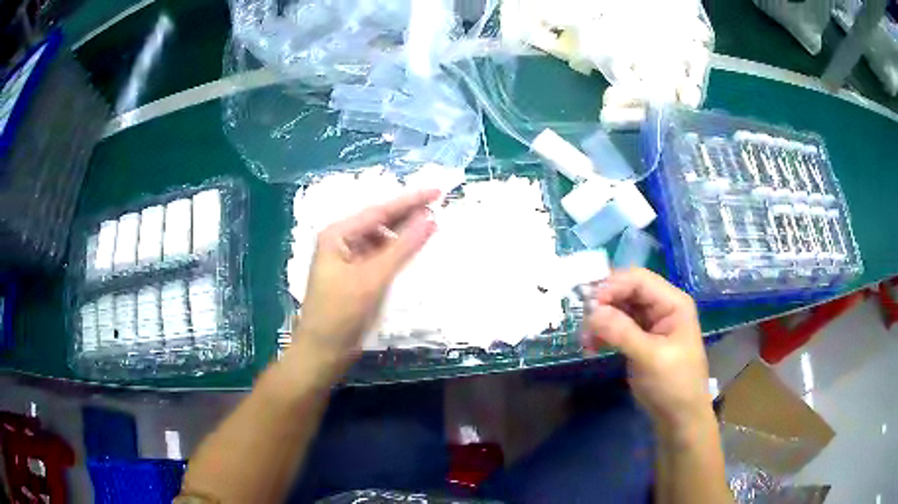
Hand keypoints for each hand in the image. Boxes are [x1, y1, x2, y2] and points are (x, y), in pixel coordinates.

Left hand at [292, 189, 439, 370]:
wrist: (323, 352)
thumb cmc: (341, 313)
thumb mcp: (372, 278)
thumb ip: (402, 248)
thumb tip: (430, 218)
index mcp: (338, 234)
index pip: (379, 211)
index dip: (410, 201)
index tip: (436, 191)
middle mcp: (342, 241)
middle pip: (380, 222)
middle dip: (408, 216)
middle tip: (438, 208)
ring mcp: (349, 259)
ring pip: (382, 240)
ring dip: (404, 235)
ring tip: (431, 230)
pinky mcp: (356, 276)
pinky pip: (381, 257)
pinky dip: (398, 254)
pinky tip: (414, 253)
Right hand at [582, 268, 712, 439]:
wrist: (679, 417)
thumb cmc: (674, 384)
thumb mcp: (651, 358)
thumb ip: (622, 332)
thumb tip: (591, 311)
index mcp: (672, 302)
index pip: (638, 280)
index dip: (612, 286)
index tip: (588, 305)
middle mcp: (661, 306)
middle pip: (626, 290)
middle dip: (603, 304)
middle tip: (583, 324)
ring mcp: (649, 323)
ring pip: (618, 308)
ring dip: (600, 321)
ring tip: (585, 341)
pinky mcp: (639, 338)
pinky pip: (616, 326)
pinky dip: (602, 333)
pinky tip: (591, 348)